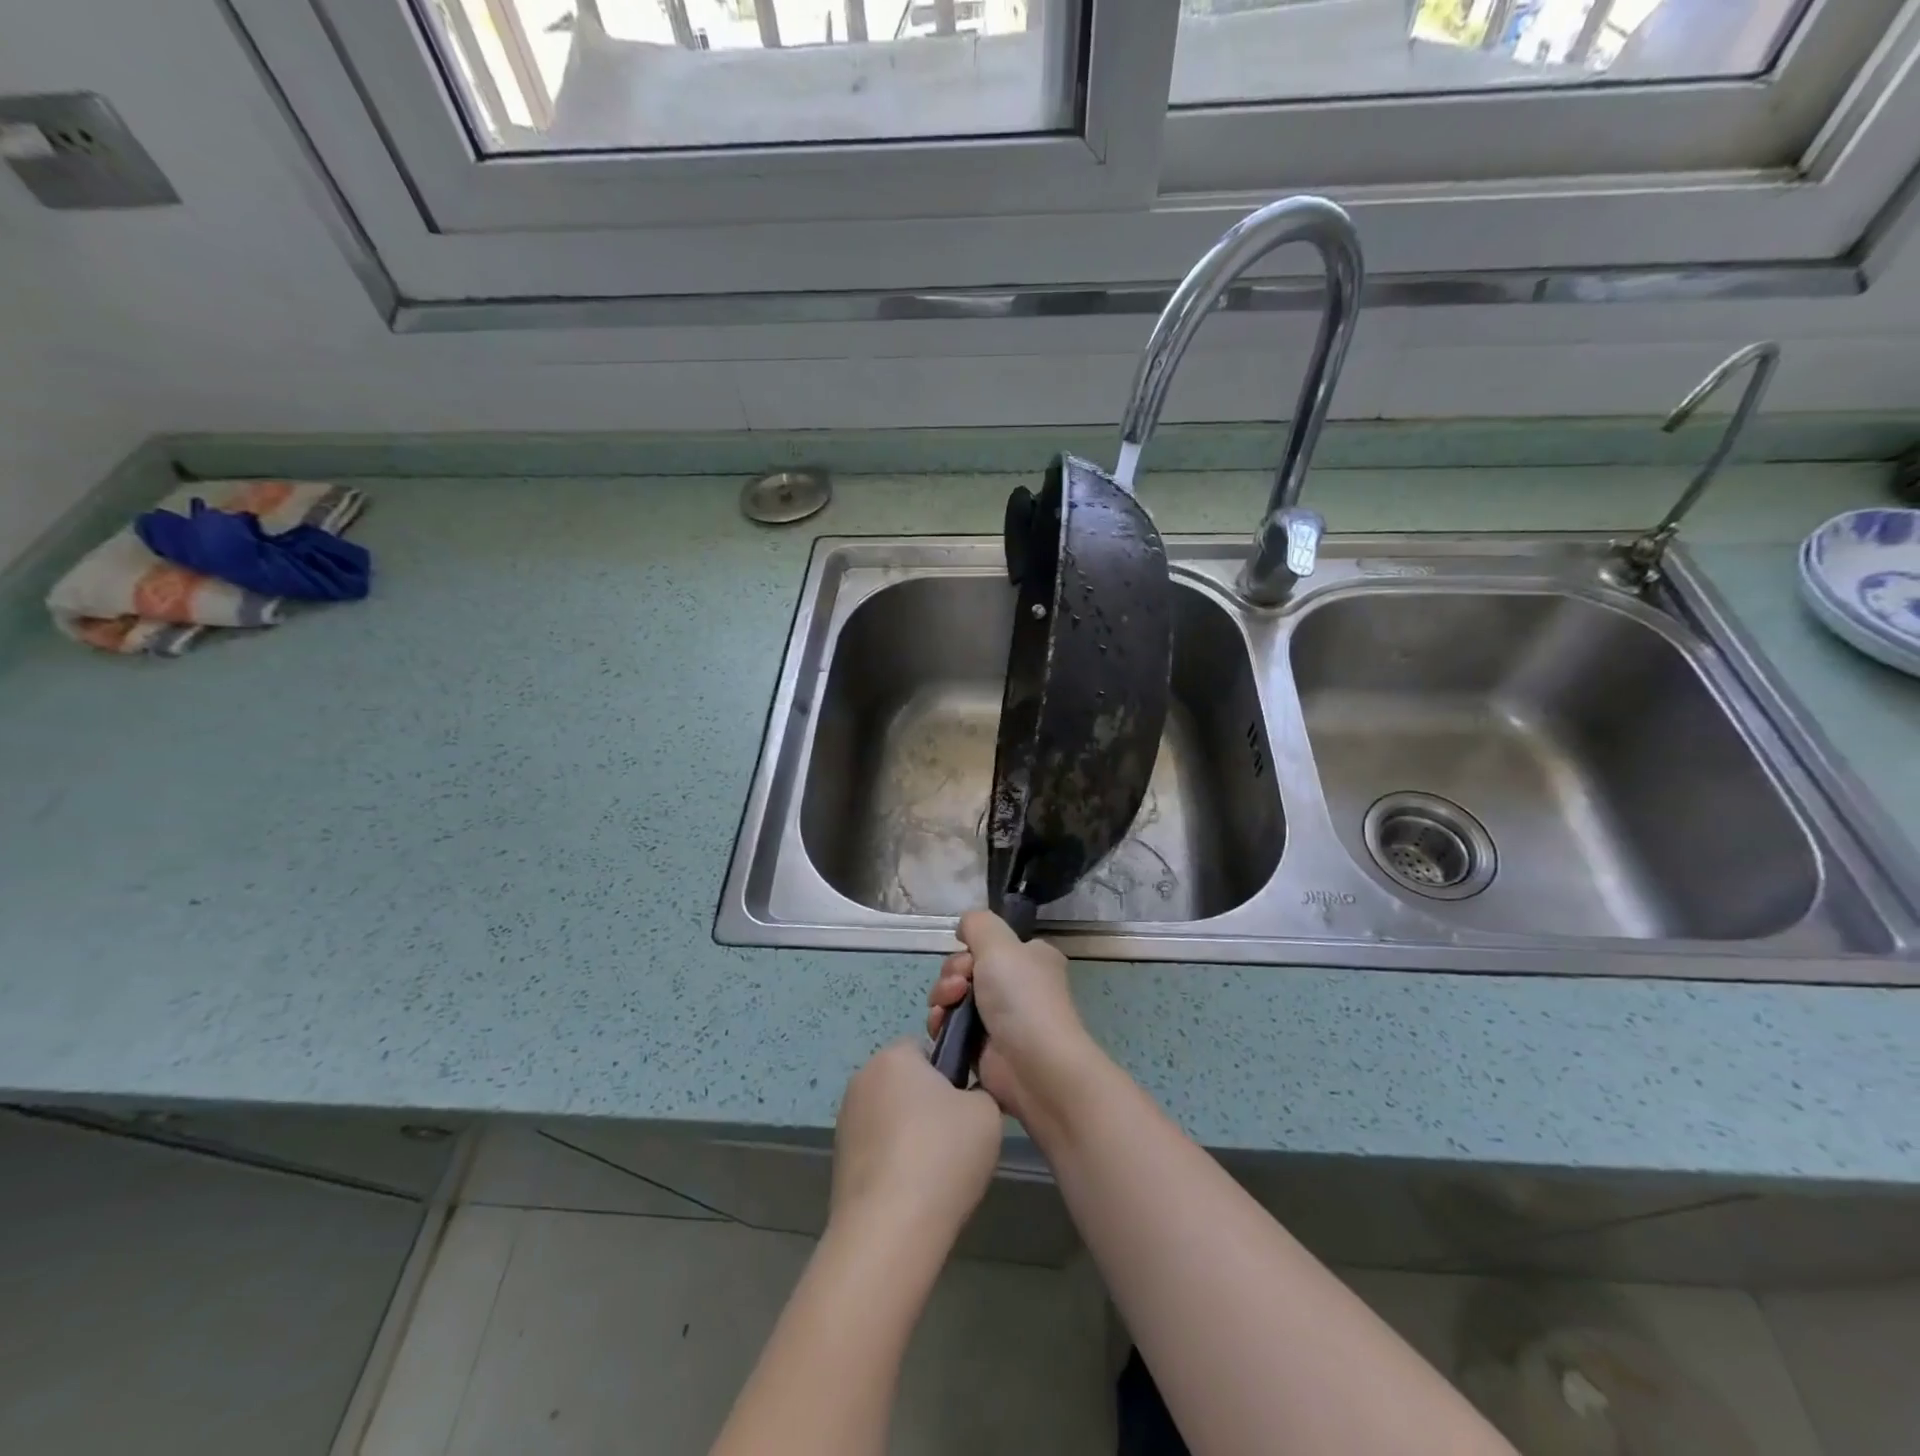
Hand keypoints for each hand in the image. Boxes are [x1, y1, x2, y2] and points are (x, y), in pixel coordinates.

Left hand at [830, 1040, 1002, 1244]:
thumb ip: (980, 1092)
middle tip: (955, 1139)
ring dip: (908, 1134)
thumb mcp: (987, 1113)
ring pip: (889, 1116)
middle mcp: (862, 1078)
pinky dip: (892, 1162)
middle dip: (926, 1103)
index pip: (925, 1047)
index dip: (948, 1073)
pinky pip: (876, 1148)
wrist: (889, 1229)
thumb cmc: (942, 1156)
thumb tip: (964, 1100)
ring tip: (933, 1173)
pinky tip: (911, 1192)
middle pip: (904, 1082)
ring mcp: (845, 1120)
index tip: (964, 1105)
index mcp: (895, 1056)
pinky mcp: (838, 1159)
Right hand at [926, 909, 1096, 1126]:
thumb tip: (964, 927)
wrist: (1034, 1067)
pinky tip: (941, 1028)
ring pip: (953, 997)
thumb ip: (977, 924)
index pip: (989, 945)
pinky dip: (941, 1024)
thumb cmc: (1022, 998)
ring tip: (947, 1011)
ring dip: (942, 998)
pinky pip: (950, 1027)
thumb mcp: (1000, 943)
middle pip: (965, 968)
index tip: (969, 960)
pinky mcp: (982, 1048)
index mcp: (1030, 959)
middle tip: (959, 987)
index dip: (970, 950)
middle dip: (952, 975)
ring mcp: (999, 1018)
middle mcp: (1016, 986)